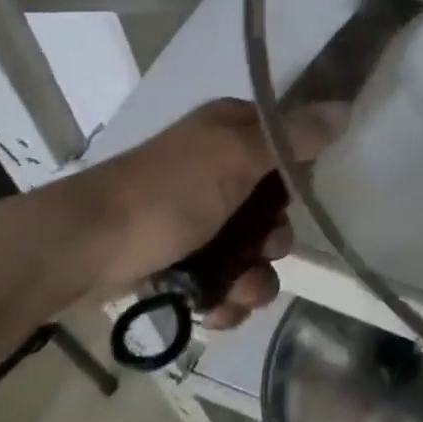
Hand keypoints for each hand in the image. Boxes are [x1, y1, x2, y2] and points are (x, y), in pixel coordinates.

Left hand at [39, 98, 344, 327]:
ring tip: (243, 297)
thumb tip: (345, 108)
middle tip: (270, 251)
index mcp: (229, 129)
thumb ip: (294, 138)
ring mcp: (193, 211)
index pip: (284, 140)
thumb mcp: (239, 156)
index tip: (303, 196)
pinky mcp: (173, 253)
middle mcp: (214, 164)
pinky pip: (217, 275)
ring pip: (246, 245)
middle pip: (270, 202)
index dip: (299, 170)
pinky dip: (224, 295)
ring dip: (254, 276)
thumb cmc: (167, 193)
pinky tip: (220, 313)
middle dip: (276, 238)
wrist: (77, 247)